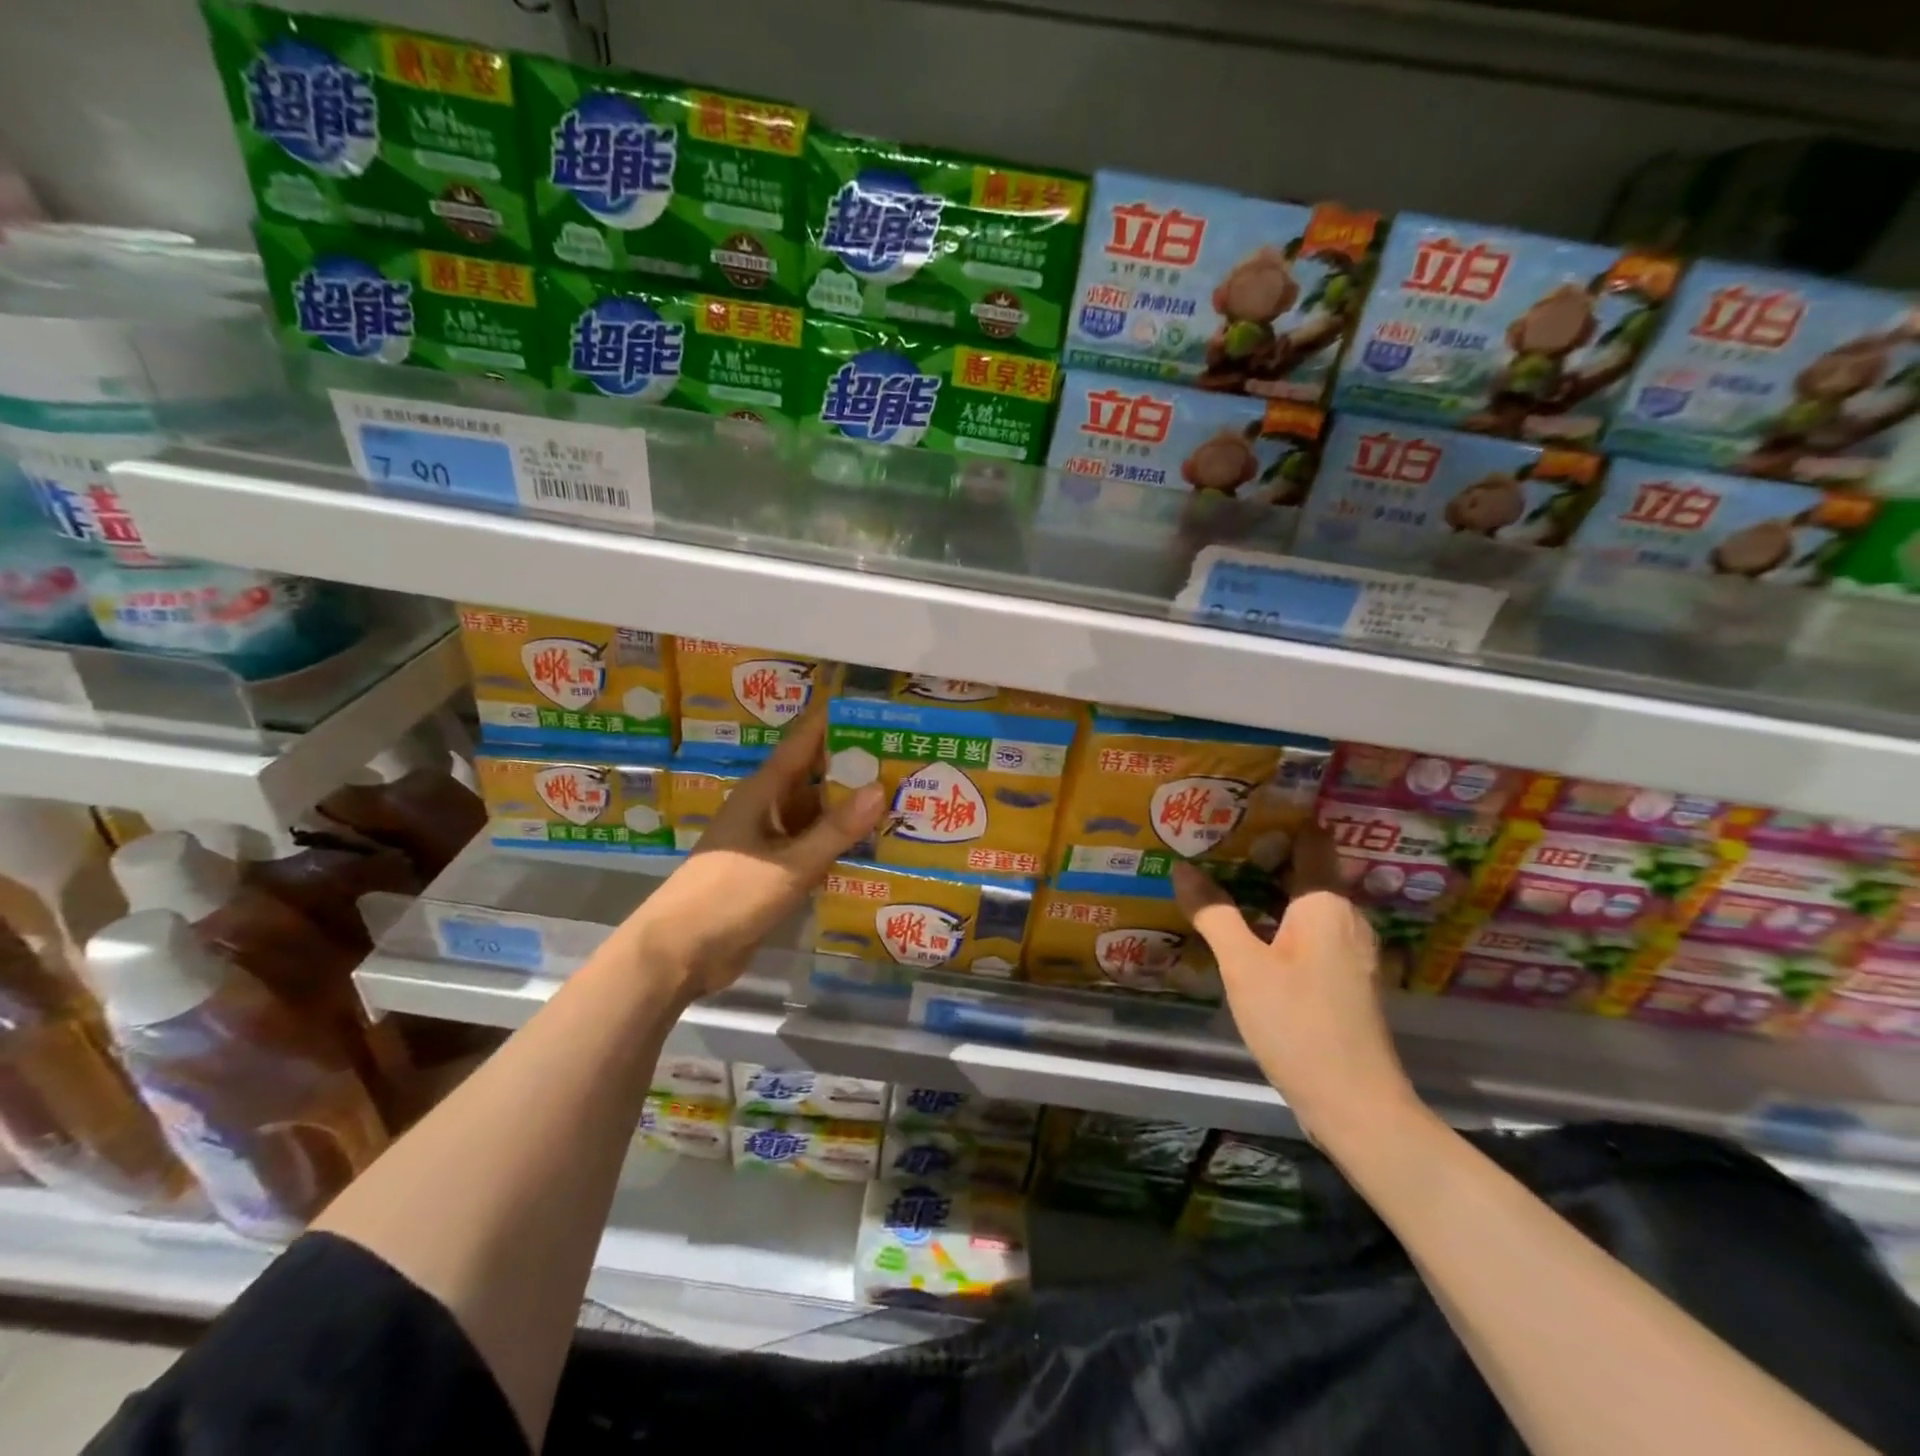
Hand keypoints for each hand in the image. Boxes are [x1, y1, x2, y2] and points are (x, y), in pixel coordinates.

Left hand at [626, 709, 884, 999]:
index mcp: (763, 793)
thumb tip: (880, 788)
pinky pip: (812, 849)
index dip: (834, 724)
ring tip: (900, 802)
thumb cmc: (730, 896)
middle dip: (855, 771)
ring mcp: (770, 843)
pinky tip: (874, 849)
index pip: (803, 745)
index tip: (873, 711)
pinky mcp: (773, 873)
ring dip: (850, 812)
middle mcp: (767, 810)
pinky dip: (839, 846)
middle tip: (904, 762)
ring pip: (817, 817)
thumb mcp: (790, 864)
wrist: (680, 953)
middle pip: (816, 780)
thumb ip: (835, 830)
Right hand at [1172, 827, 1415, 1144]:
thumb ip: (1213, 912)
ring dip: (1270, 893)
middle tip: (1213, 847)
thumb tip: (1182, 866)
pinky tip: (1249, 935)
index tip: (1234, 813)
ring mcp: (1352, 951)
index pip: (1309, 840)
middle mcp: (1347, 918)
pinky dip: (1281, 923)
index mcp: (1326, 903)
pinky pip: (1312, 933)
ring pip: (1307, 905)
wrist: (1355, 1103)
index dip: (1275, 822)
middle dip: (1263, 857)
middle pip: (1306, 870)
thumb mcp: (1243, 966)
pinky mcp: (1348, 980)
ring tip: (1223, 885)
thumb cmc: (1297, 1023)